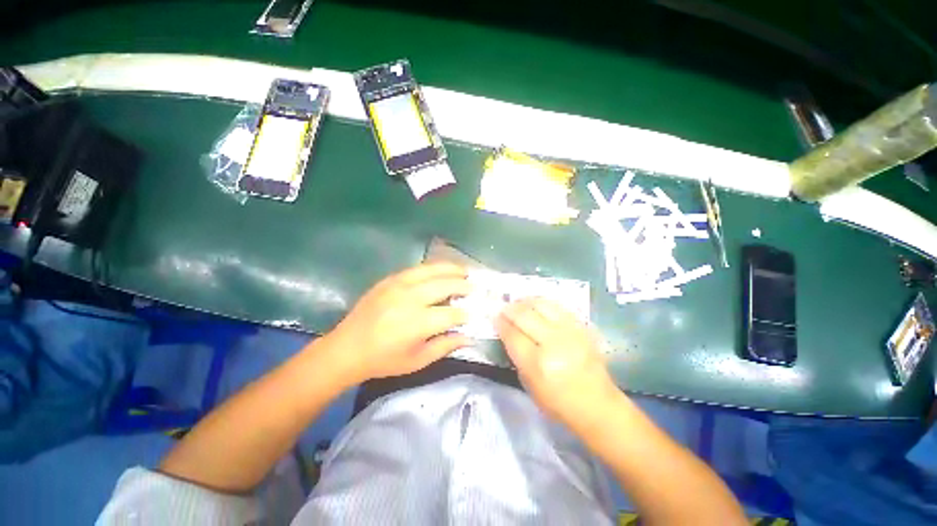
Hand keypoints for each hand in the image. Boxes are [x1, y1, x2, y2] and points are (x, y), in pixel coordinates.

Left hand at [323, 263, 472, 383]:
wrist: (346, 349)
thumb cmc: (384, 360)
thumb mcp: (417, 361)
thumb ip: (445, 346)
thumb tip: (469, 337)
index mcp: (417, 324)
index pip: (452, 314)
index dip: (467, 313)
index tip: (476, 312)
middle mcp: (410, 299)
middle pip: (444, 285)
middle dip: (464, 285)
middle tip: (475, 286)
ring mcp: (398, 285)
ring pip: (431, 270)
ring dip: (451, 269)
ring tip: (464, 270)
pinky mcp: (389, 280)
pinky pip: (416, 268)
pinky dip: (433, 268)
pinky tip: (440, 270)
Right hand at [496, 298, 616, 425]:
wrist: (597, 405)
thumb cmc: (558, 402)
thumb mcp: (529, 384)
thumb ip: (516, 355)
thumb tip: (507, 332)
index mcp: (538, 363)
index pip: (512, 335)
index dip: (501, 323)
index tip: (495, 317)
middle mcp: (554, 343)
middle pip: (525, 316)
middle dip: (510, 309)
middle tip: (504, 308)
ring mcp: (570, 333)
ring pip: (542, 305)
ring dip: (526, 302)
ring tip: (519, 303)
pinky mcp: (582, 328)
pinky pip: (558, 307)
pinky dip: (543, 304)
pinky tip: (537, 305)